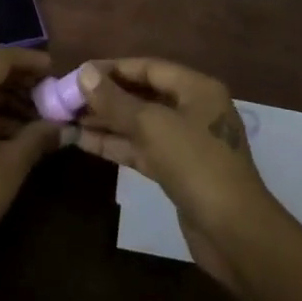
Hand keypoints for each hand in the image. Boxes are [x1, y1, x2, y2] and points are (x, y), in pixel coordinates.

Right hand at [74, 57, 280, 289]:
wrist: (234, 232)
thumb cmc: (195, 164)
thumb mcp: (151, 125)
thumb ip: (115, 100)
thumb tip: (83, 73)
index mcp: (196, 88)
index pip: (148, 67)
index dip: (111, 69)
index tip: (77, 73)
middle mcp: (193, 109)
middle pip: (143, 94)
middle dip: (106, 97)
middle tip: (67, 98)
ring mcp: (186, 142)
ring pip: (139, 124)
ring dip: (106, 121)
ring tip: (67, 118)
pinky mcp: (177, 171)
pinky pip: (141, 148)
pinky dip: (115, 144)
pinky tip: (83, 142)